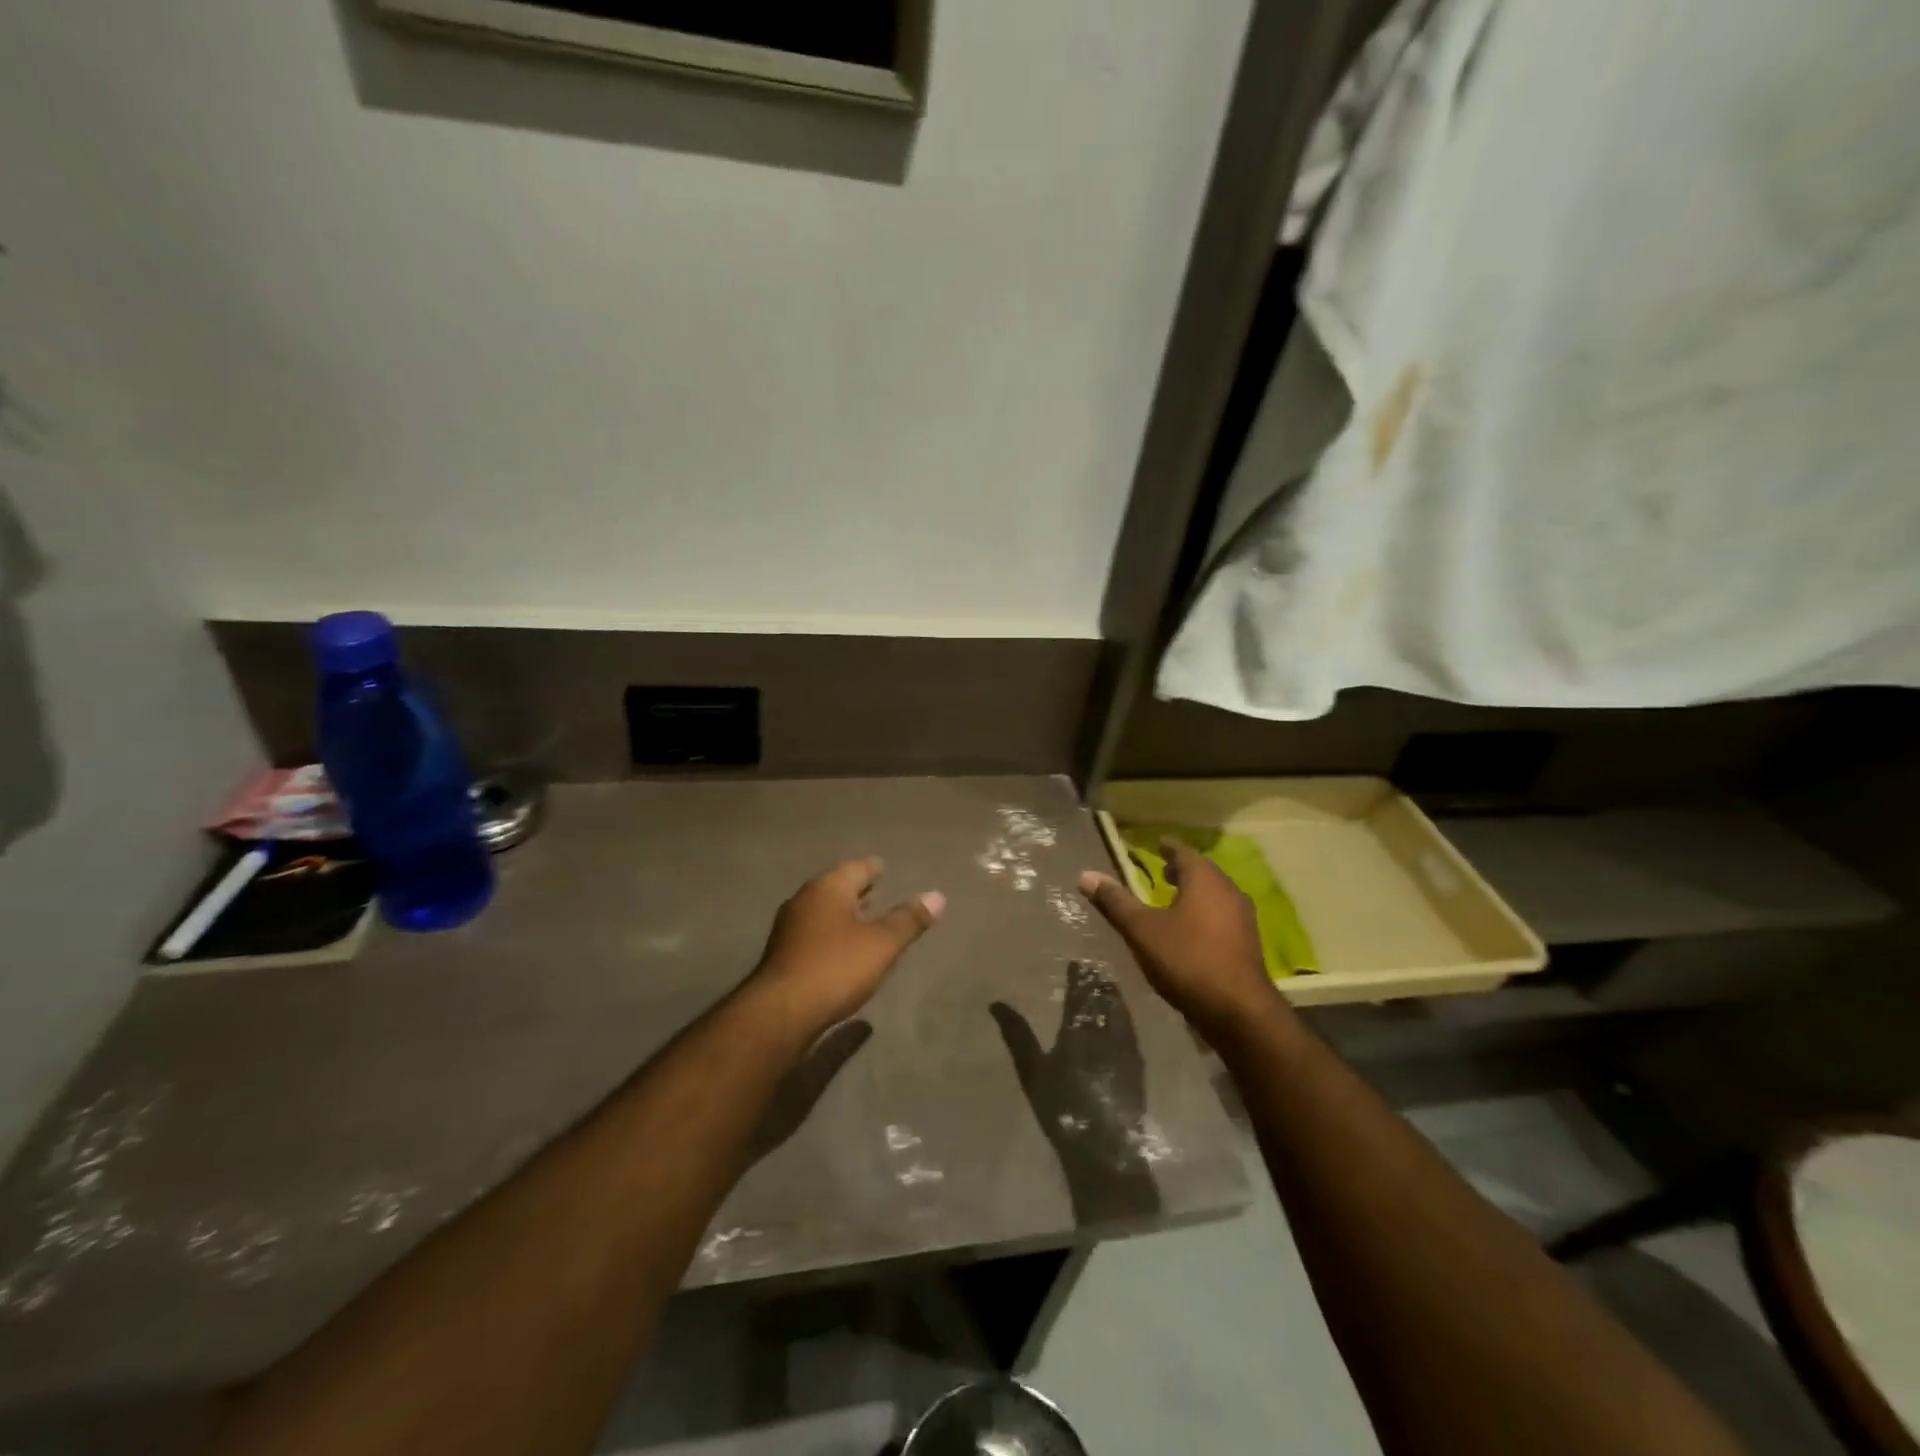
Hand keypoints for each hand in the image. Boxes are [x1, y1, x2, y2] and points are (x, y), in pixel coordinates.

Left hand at [750, 857, 943, 1035]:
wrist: (780, 1013)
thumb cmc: (836, 968)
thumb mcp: (882, 944)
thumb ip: (909, 919)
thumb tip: (937, 896)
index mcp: (827, 888)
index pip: (855, 867)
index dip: (872, 868)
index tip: (884, 868)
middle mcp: (804, 900)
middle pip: (835, 887)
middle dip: (856, 890)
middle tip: (877, 890)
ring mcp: (789, 928)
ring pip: (822, 911)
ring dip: (843, 913)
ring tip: (864, 920)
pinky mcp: (783, 955)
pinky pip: (814, 934)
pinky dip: (831, 934)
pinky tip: (842, 950)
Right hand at [989, 961, 1161, 1221]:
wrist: (1105, 1151)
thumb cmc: (1063, 1109)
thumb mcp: (1033, 1072)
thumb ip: (1017, 1035)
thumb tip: (997, 1003)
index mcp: (1080, 1030)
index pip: (1081, 994)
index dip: (1079, 977)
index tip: (1076, 963)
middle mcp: (1107, 1033)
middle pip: (1104, 999)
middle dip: (1098, 983)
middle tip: (1093, 969)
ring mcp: (1126, 1050)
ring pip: (1121, 1012)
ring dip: (1113, 997)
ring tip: (1108, 986)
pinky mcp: (1138, 1067)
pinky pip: (1131, 1030)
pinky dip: (1125, 1017)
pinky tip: (1122, 1019)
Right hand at [1079, 843, 1280, 1042]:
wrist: (1238, 1011)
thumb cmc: (1187, 960)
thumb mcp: (1142, 930)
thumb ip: (1115, 902)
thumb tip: (1085, 875)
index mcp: (1204, 879)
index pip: (1184, 853)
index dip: (1168, 848)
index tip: (1157, 844)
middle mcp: (1228, 891)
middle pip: (1204, 872)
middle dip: (1183, 870)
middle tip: (1163, 872)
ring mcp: (1243, 918)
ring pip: (1216, 895)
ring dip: (1196, 893)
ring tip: (1175, 900)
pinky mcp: (1248, 944)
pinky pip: (1223, 916)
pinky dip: (1206, 914)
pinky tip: (1193, 931)